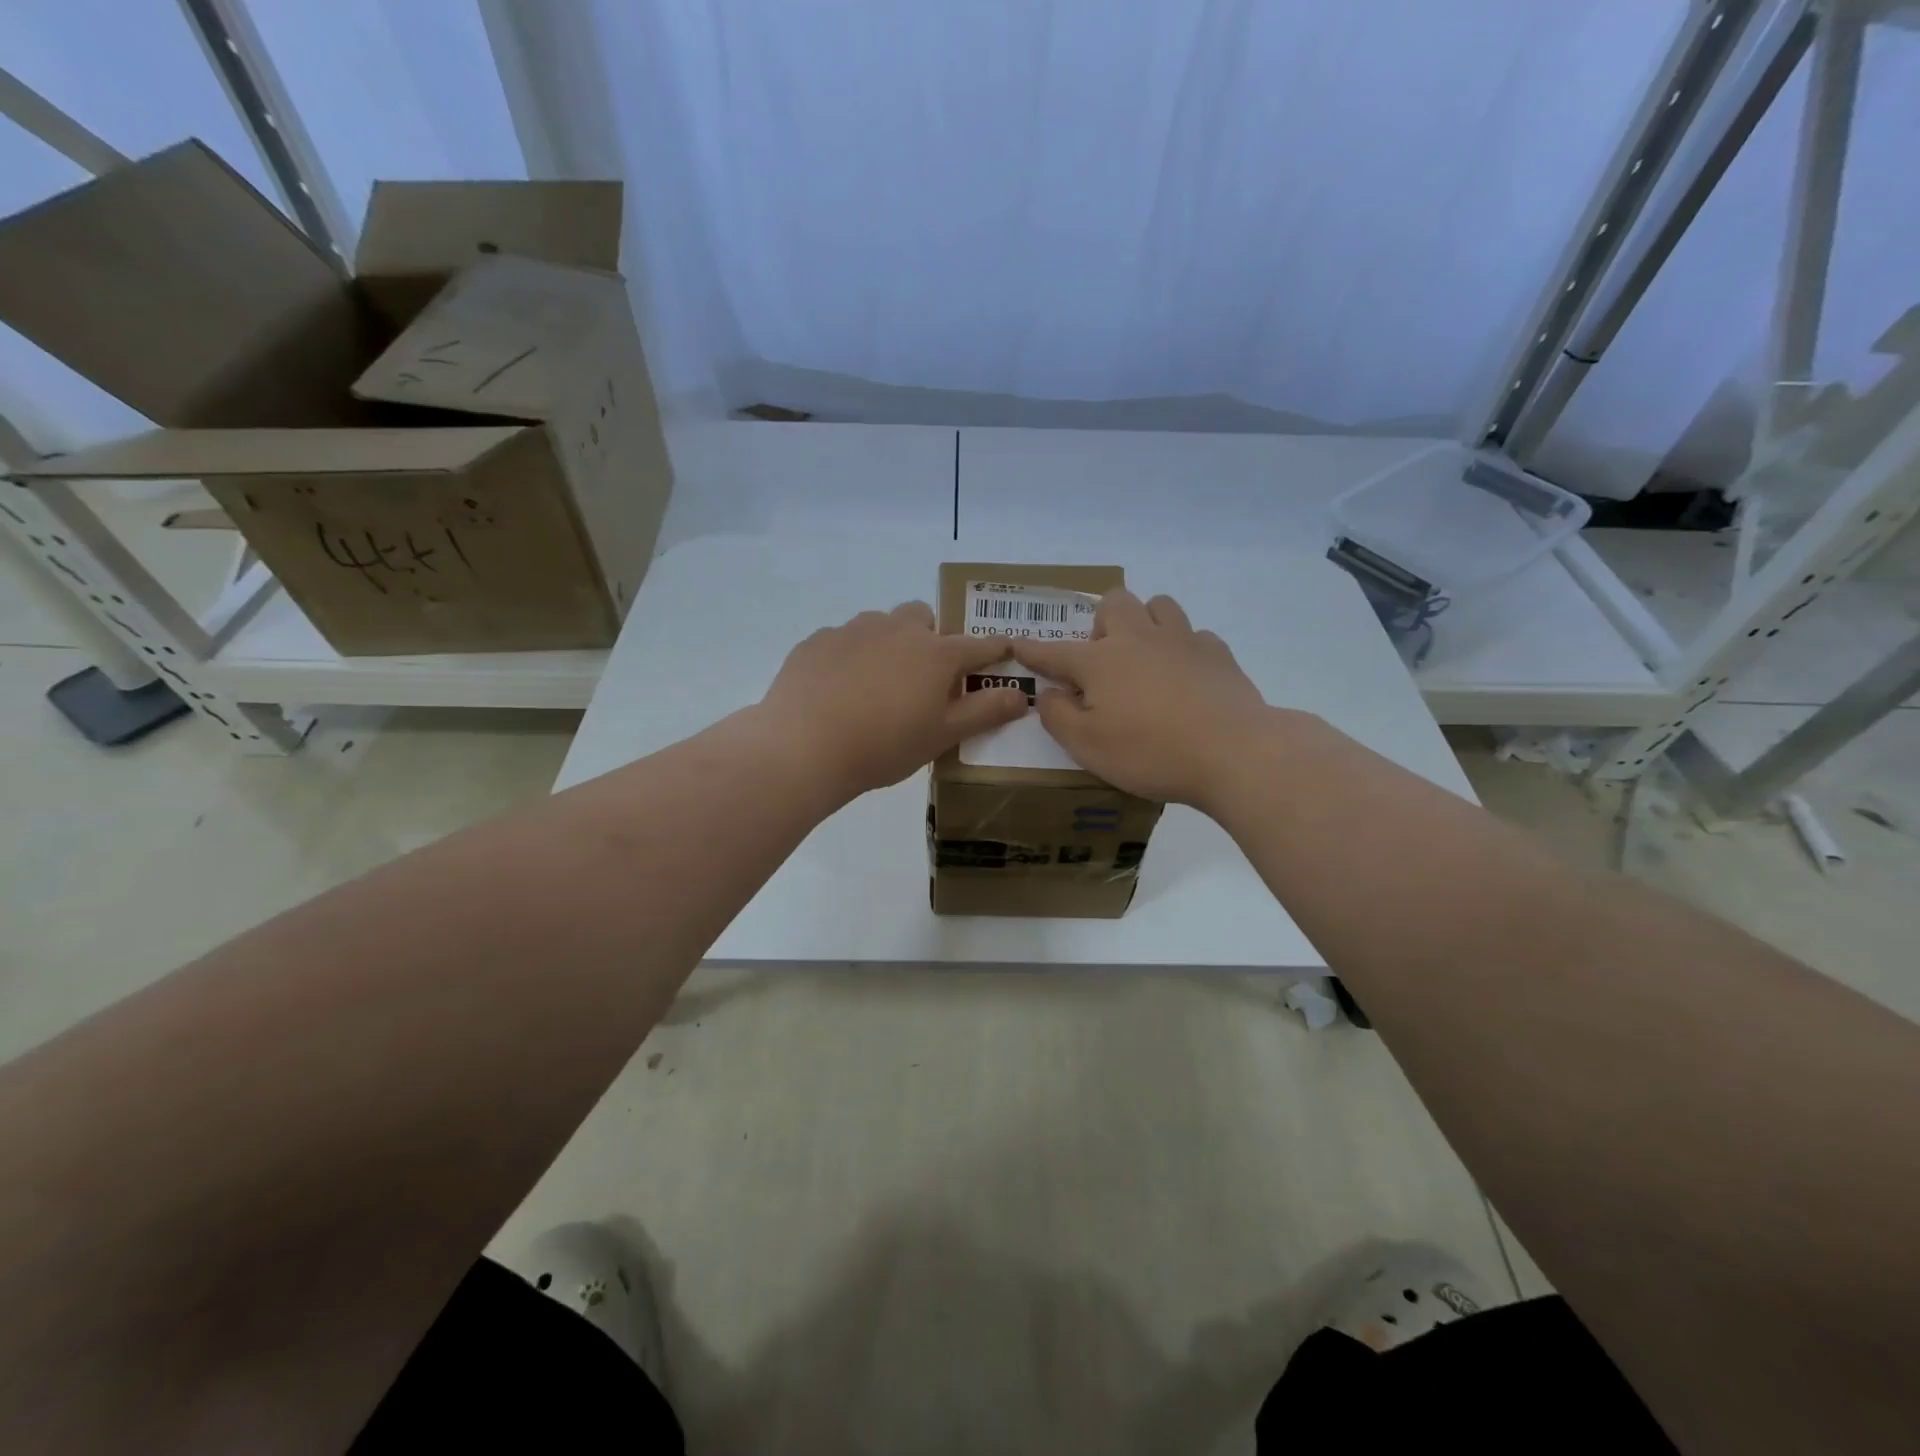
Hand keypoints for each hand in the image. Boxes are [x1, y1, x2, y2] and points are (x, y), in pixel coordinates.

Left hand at [760, 601, 1029, 802]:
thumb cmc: (884, 745)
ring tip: (876, 683)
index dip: (995, 649)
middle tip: (922, 676)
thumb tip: (1021, 695)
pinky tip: (837, 689)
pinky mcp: (817, 641)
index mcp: (935, 654)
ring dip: (888, 643)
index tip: (1004, 650)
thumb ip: (984, 712)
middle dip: (929, 637)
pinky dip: (849, 656)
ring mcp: (853, 630)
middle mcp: (897, 630)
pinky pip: (843, 639)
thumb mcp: (942, 735)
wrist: (804, 747)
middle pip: (923, 617)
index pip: (978, 645)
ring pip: (881, 624)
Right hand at [1010, 589, 1273, 807]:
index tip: (1017, 644)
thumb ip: (1059, 716)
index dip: (1033, 650)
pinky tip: (1186, 676)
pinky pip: (1194, 634)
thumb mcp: (1088, 747)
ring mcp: (1182, 640)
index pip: (1055, 652)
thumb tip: (1049, 693)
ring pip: (1158, 605)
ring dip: (1145, 622)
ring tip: (1145, 657)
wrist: (1233, 752)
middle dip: (1101, 622)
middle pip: (1114, 603)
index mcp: (1100, 662)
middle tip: (1103, 660)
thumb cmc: (1150, 752)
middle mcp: (1138, 639)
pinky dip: (1183, 648)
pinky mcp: (1218, 653)